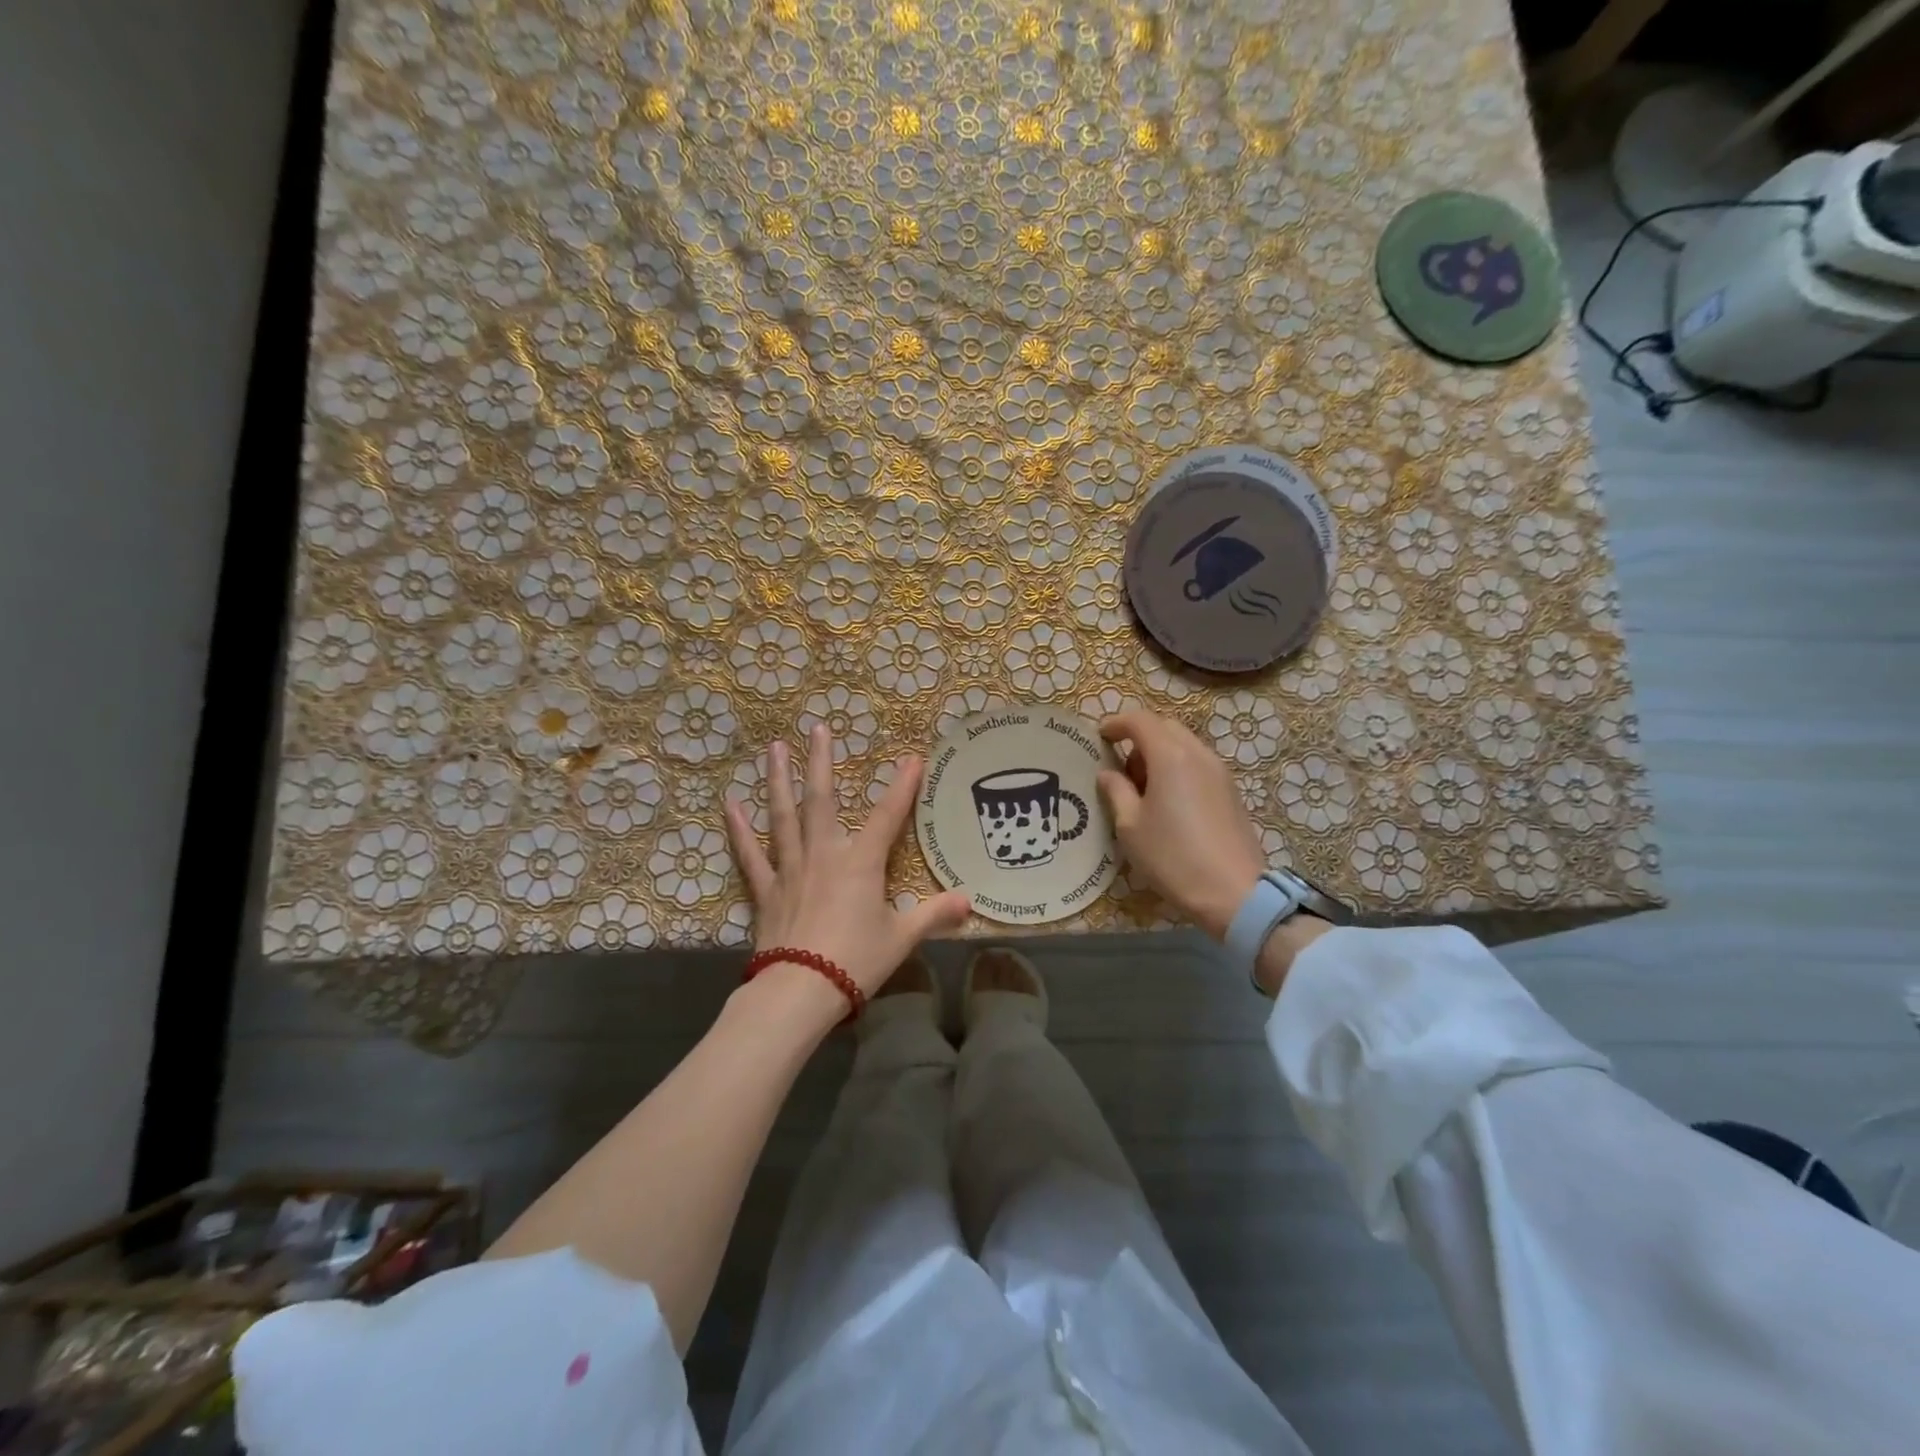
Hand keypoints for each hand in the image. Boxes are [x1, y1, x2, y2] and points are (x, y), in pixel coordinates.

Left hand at [724, 724, 971, 1005]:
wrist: (800, 990)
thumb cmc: (856, 961)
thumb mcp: (902, 938)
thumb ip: (934, 915)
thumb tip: (969, 901)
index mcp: (861, 863)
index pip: (889, 816)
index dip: (903, 786)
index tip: (912, 758)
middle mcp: (824, 854)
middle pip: (822, 799)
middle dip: (822, 761)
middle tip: (818, 727)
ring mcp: (791, 869)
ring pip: (783, 816)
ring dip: (778, 780)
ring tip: (775, 747)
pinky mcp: (766, 890)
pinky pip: (752, 855)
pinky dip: (740, 830)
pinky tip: (731, 805)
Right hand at [1095, 709, 1266, 939]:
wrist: (1234, 892)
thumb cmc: (1173, 857)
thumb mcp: (1131, 826)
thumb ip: (1116, 791)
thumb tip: (1107, 773)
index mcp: (1170, 756)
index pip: (1140, 720)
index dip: (1116, 723)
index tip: (1100, 737)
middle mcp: (1198, 754)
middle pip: (1165, 727)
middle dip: (1139, 738)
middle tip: (1122, 770)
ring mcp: (1220, 772)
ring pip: (1184, 745)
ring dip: (1160, 754)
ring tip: (1144, 791)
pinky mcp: (1231, 791)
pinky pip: (1198, 764)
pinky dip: (1178, 769)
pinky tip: (1169, 803)